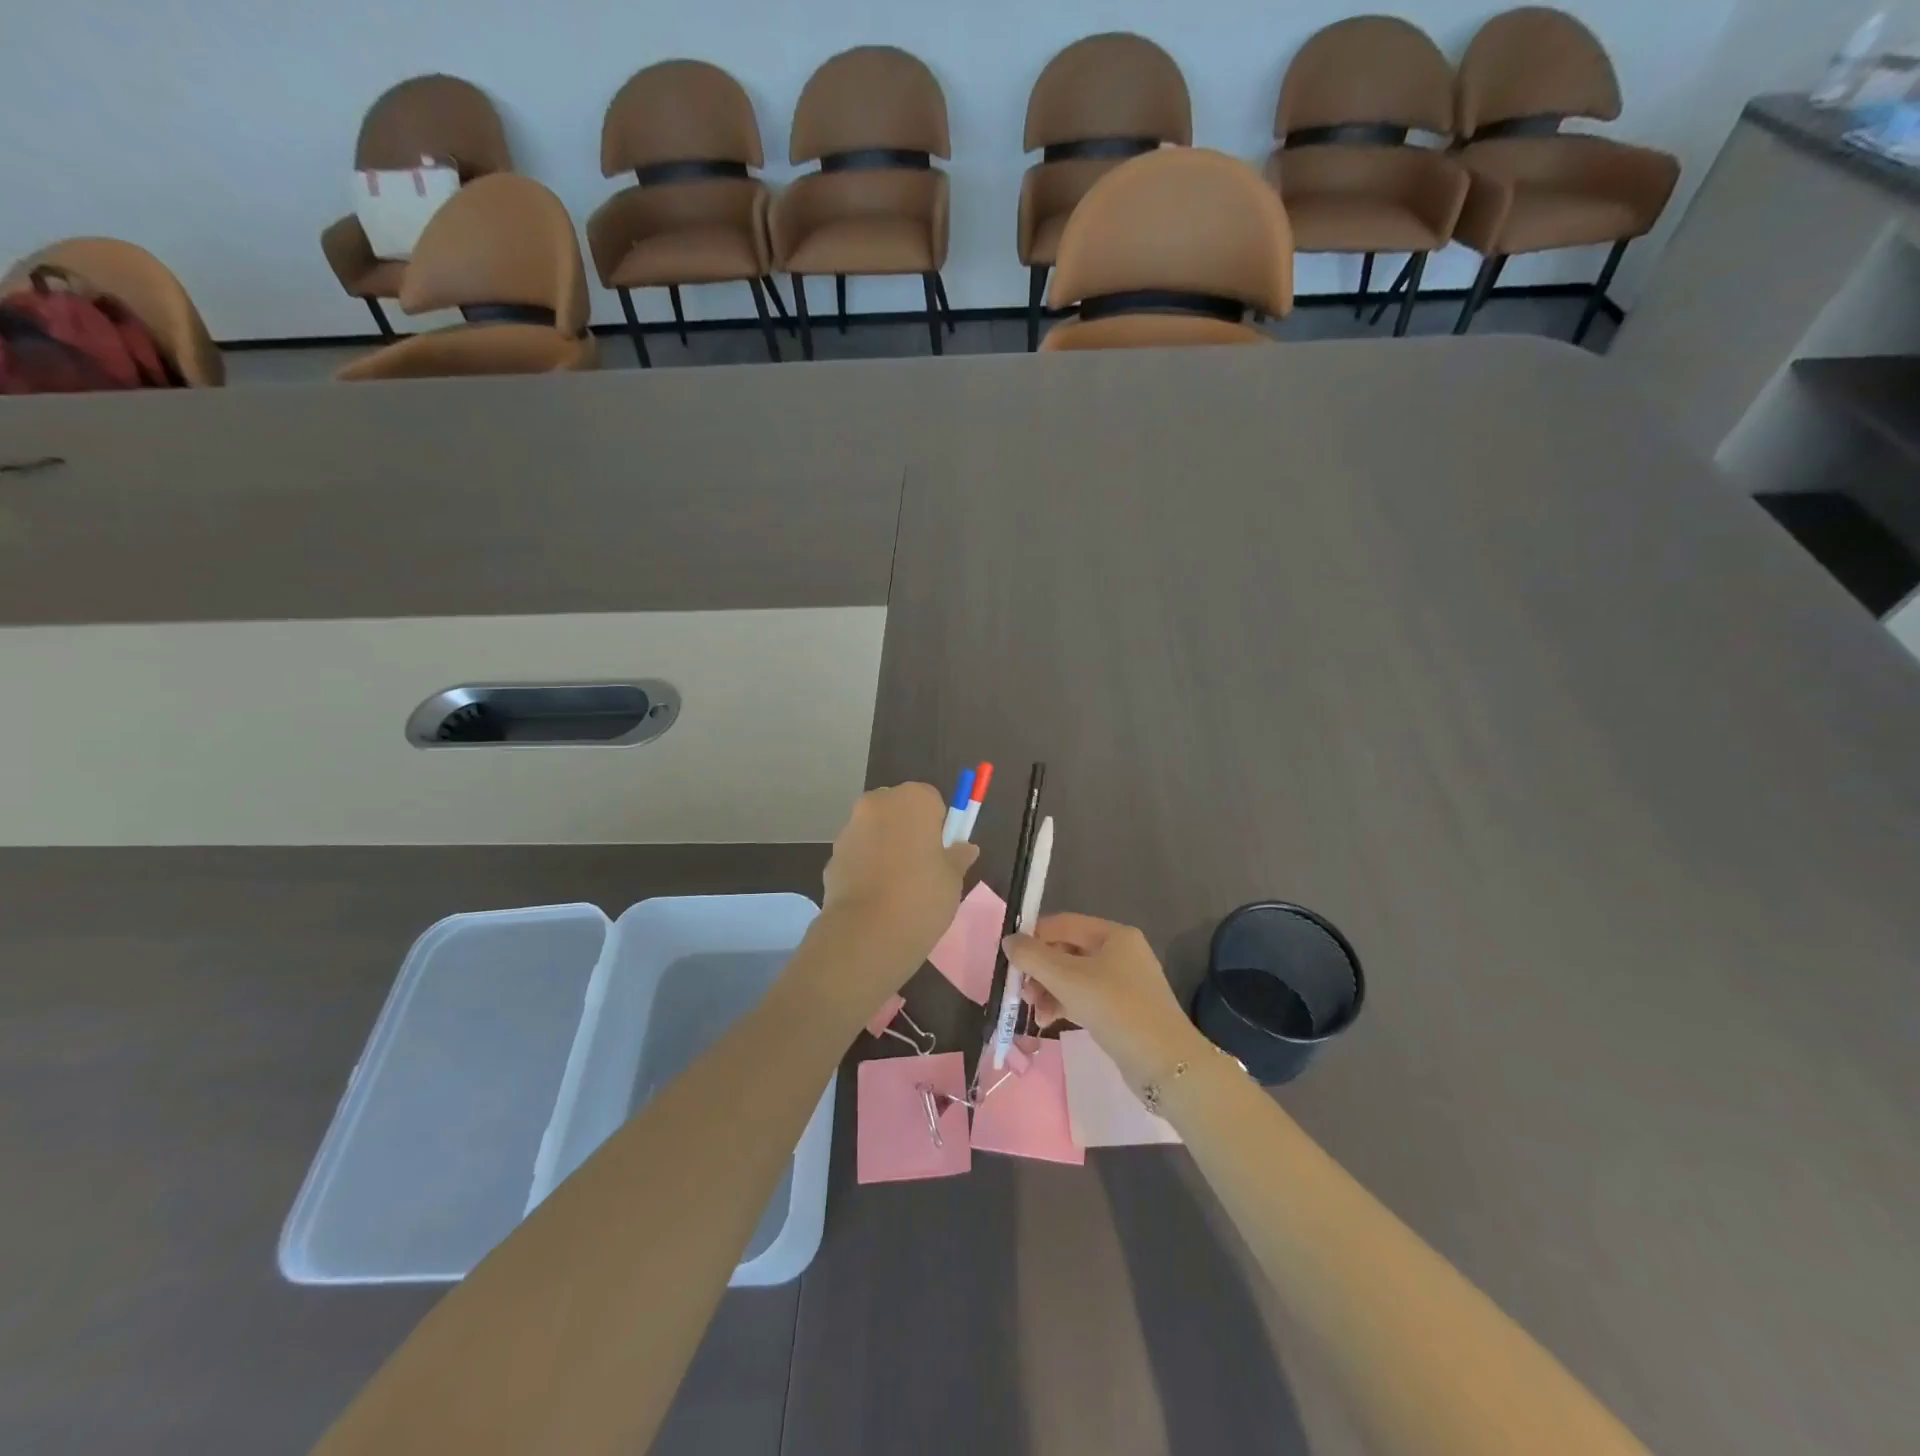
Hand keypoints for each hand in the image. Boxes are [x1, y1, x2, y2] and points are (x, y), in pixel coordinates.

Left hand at [817, 783, 977, 993]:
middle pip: (898, 811)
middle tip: (922, 868)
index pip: (931, 800)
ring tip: (897, 888)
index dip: (938, 826)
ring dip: (885, 848)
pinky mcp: (831, 857)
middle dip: (908, 831)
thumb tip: (965, 848)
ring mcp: (849, 829)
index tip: (941, 853)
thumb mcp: (953, 879)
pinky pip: (857, 856)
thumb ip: (958, 857)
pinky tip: (876, 898)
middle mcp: (877, 804)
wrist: (866, 933)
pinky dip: (865, 868)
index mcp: (912, 799)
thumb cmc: (921, 896)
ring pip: (875, 832)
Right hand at [1005, 914, 1203, 1088]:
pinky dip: (1065, 1004)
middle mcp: (1120, 951)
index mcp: (1113, 935)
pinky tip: (1049, 1021)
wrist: (1165, 1063)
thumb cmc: (1115, 1009)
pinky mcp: (1123, 1008)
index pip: (1063, 924)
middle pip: (1067, 951)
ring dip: (1049, 990)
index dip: (1034, 937)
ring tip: (1034, 1011)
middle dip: (1040, 970)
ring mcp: (1124, 981)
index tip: (1011, 959)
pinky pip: (1085, 997)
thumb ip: (1033, 957)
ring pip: (1074, 976)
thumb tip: (1009, 940)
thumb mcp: (1068, 979)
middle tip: (1021, 991)